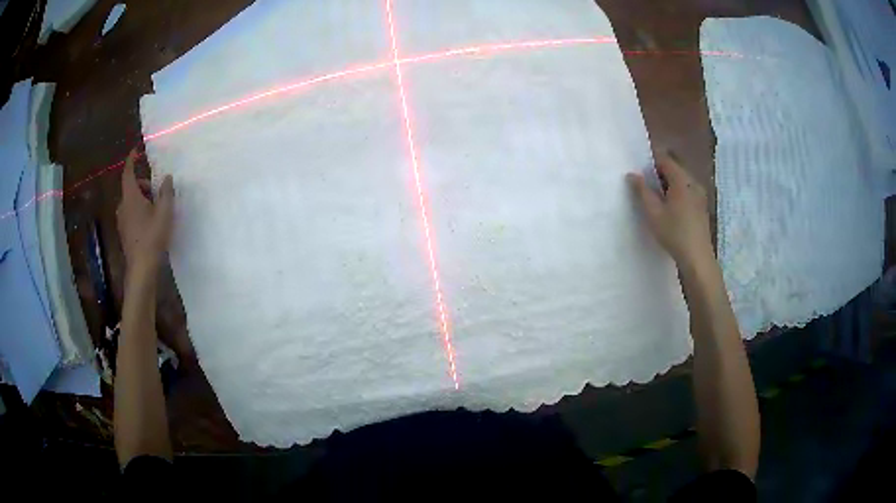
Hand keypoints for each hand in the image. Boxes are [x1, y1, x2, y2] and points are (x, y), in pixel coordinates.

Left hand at [116, 150, 174, 267]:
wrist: (142, 268)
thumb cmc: (152, 237)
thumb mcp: (165, 212)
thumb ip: (166, 192)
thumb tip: (167, 178)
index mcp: (130, 197)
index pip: (128, 173)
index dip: (131, 160)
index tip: (136, 150)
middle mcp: (123, 206)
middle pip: (132, 187)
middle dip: (144, 184)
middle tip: (158, 190)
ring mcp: (122, 220)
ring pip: (131, 202)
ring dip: (142, 199)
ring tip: (157, 208)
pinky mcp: (124, 232)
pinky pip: (131, 214)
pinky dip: (139, 211)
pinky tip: (151, 222)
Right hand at [626, 152, 712, 266]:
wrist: (697, 258)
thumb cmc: (674, 233)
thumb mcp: (653, 213)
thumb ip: (642, 191)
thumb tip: (632, 174)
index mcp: (682, 180)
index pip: (665, 159)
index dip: (650, 160)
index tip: (638, 167)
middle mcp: (693, 182)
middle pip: (674, 169)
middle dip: (658, 172)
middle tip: (643, 182)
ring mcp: (700, 195)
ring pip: (681, 181)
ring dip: (667, 184)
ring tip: (654, 196)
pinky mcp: (701, 207)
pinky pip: (687, 191)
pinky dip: (676, 193)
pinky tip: (668, 207)